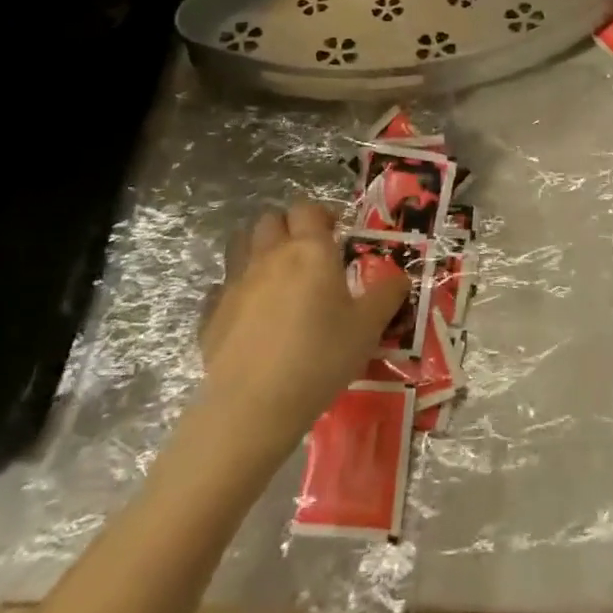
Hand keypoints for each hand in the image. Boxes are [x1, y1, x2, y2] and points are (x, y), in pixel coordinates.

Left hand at [196, 202, 408, 451]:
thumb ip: (387, 295)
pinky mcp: (211, 314)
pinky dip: (234, 290)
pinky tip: (248, 312)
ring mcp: (235, 283)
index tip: (336, 232)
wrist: (254, 405)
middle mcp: (269, 256)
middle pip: (270, 219)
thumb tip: (401, 277)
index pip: (308, 208)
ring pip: (240, 244)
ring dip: (257, 248)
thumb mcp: (368, 327)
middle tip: (307, 251)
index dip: (322, 213)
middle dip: (287, 226)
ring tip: (276, 274)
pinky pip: (221, 287)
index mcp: (309, 250)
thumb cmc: (321, 356)